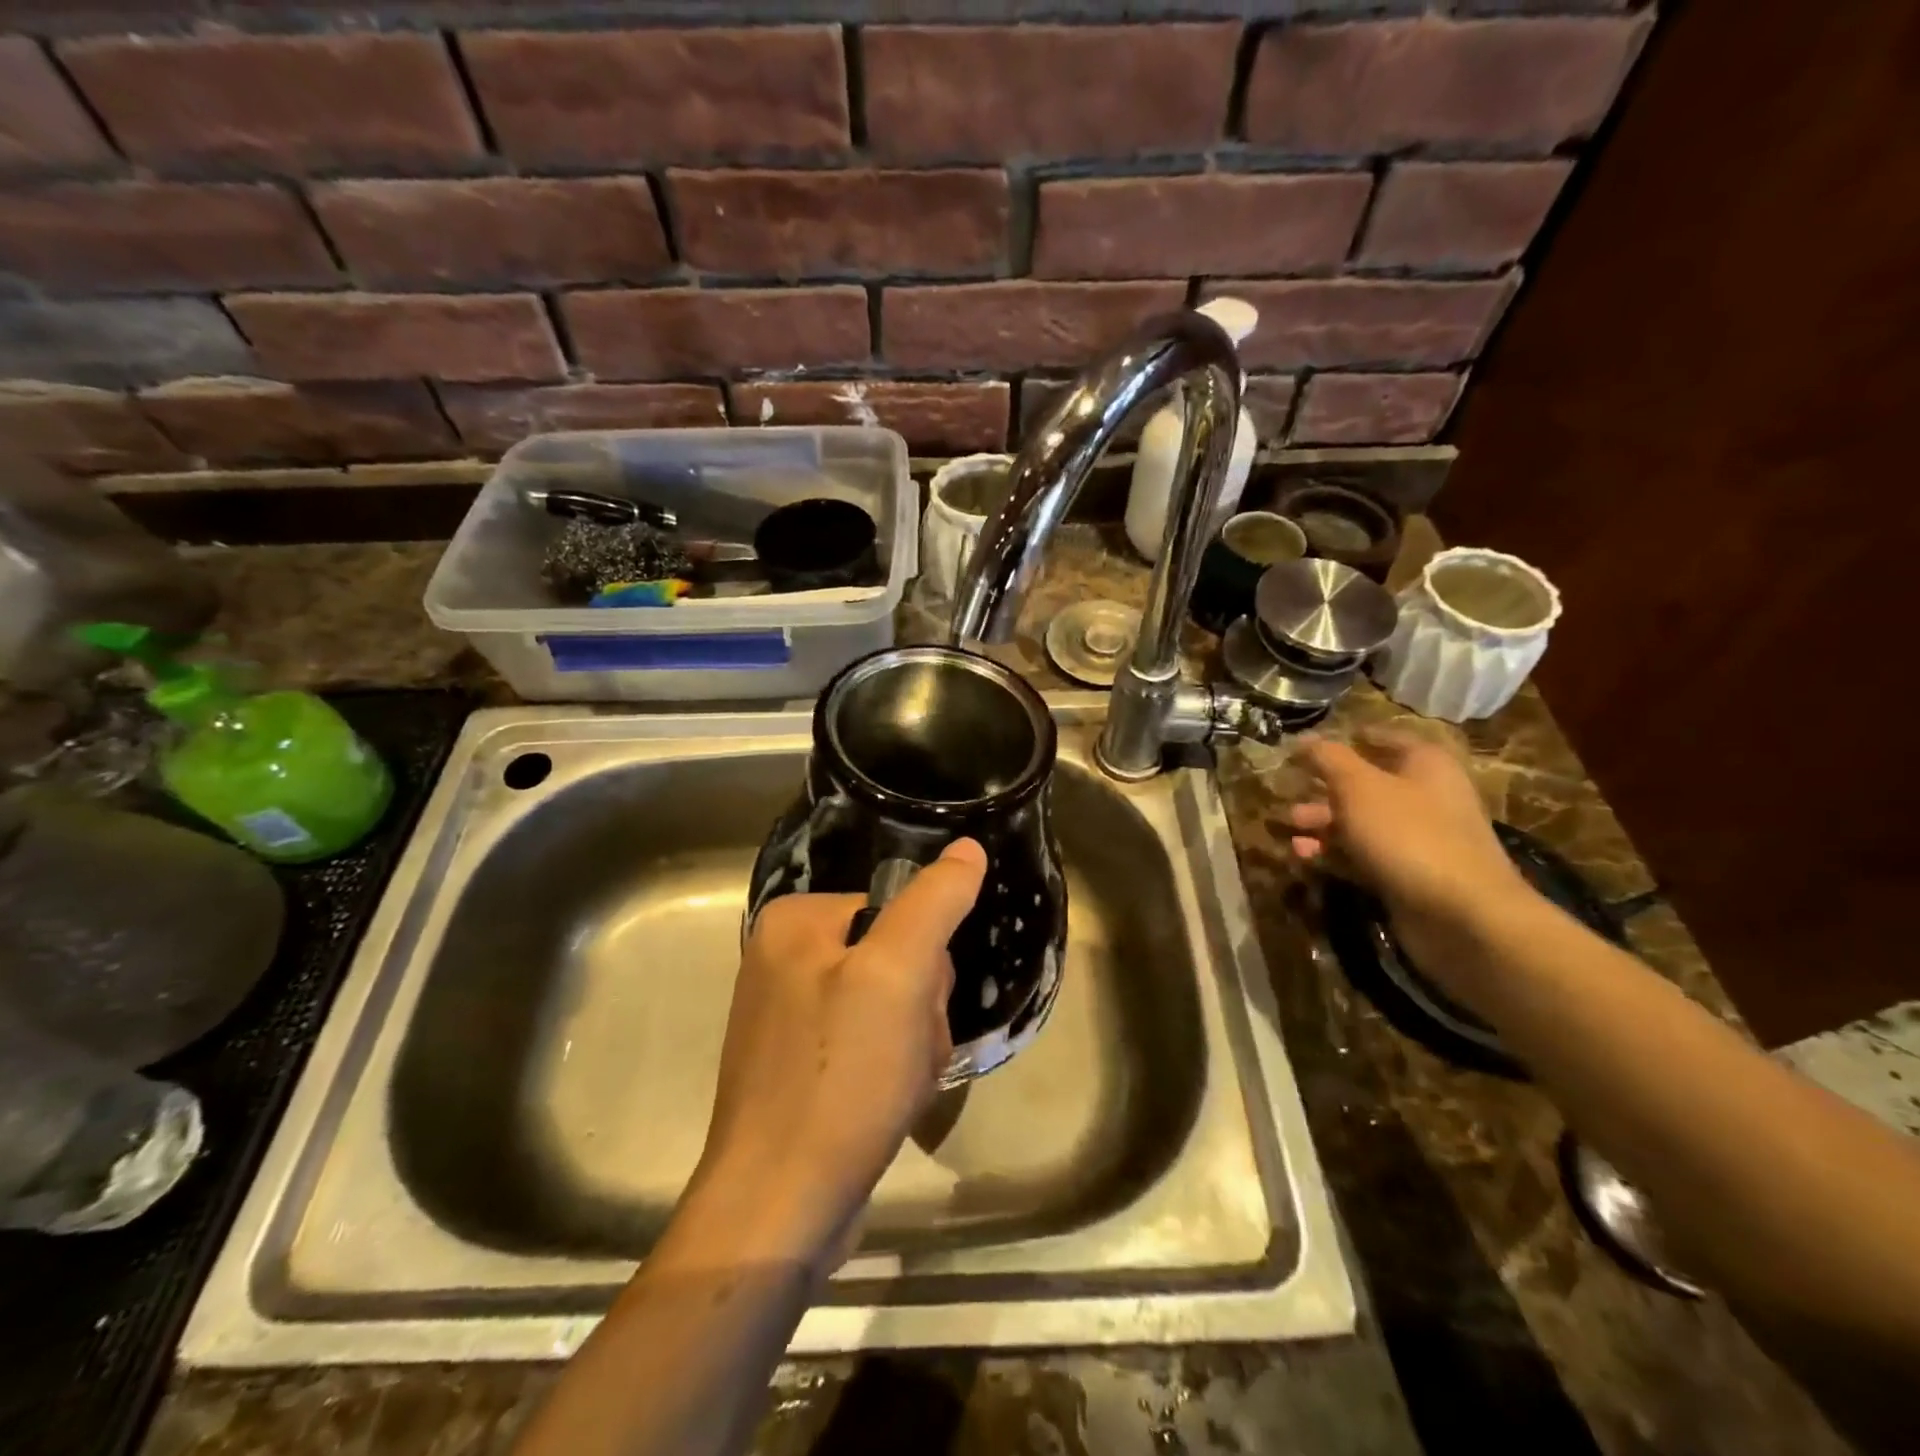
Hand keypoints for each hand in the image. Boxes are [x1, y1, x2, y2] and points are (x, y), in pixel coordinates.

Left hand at [686, 839, 987, 1267]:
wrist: (779, 1210)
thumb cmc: (840, 1078)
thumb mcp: (897, 974)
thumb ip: (934, 902)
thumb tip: (968, 847)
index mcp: (794, 922)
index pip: (897, 910)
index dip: (924, 960)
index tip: (917, 1005)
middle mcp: (783, 959)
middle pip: (894, 957)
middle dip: (920, 1007)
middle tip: (906, 1052)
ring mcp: (789, 1016)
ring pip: (891, 1006)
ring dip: (913, 1044)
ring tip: (897, 1086)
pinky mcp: (801, 1066)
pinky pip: (869, 1045)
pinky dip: (892, 1072)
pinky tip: (886, 1105)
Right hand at [1285, 730, 1530, 967]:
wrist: (1462, 916)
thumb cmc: (1409, 834)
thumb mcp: (1359, 787)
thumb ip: (1328, 759)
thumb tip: (1303, 739)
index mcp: (1425, 764)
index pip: (1383, 738)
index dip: (1347, 739)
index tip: (1308, 748)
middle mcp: (1426, 796)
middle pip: (1366, 784)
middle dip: (1324, 789)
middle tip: (1288, 794)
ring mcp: (1418, 839)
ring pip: (1361, 823)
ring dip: (1323, 824)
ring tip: (1289, 829)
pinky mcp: (1407, 875)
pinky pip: (1363, 856)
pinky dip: (1333, 854)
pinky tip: (1303, 857)